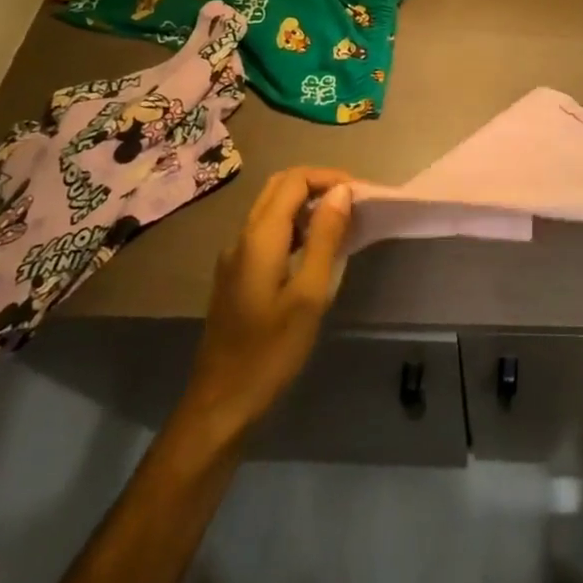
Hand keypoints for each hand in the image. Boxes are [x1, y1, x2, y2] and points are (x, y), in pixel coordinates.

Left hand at [176, 167, 353, 445]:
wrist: (220, 405)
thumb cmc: (270, 352)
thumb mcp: (309, 294)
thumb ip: (325, 238)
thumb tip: (342, 191)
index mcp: (259, 238)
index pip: (294, 180)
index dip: (330, 178)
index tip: (361, 195)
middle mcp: (242, 238)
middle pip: (280, 187)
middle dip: (318, 185)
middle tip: (354, 204)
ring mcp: (235, 257)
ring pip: (272, 209)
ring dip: (307, 204)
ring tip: (342, 223)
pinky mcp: (237, 275)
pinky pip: (267, 232)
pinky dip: (295, 226)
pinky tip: (316, 251)